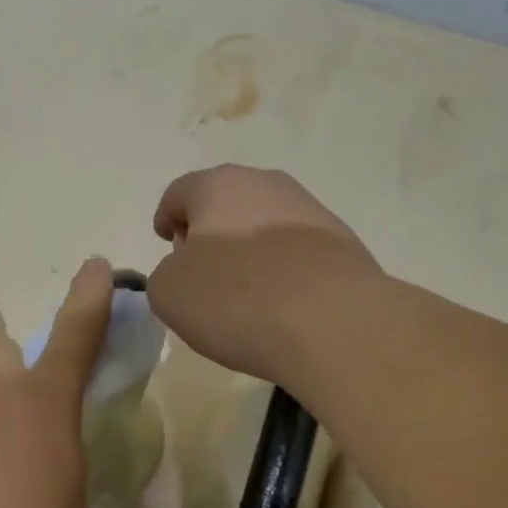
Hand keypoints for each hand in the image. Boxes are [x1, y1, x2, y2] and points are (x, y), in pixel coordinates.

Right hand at [148, 166, 378, 382]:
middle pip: (226, 203)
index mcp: (218, 186)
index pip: (179, 193)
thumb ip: (165, 274)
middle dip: (210, 231)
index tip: (166, 242)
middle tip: (202, 269)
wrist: (331, 322)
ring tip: (244, 293)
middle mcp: (266, 185)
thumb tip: (187, 270)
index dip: (167, 218)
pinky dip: (282, 269)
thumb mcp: (169, 293)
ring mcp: (311, 211)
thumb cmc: (235, 299)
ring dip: (249, 249)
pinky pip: (297, 251)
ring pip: (265, 224)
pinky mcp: (342, 243)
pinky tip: (280, 303)